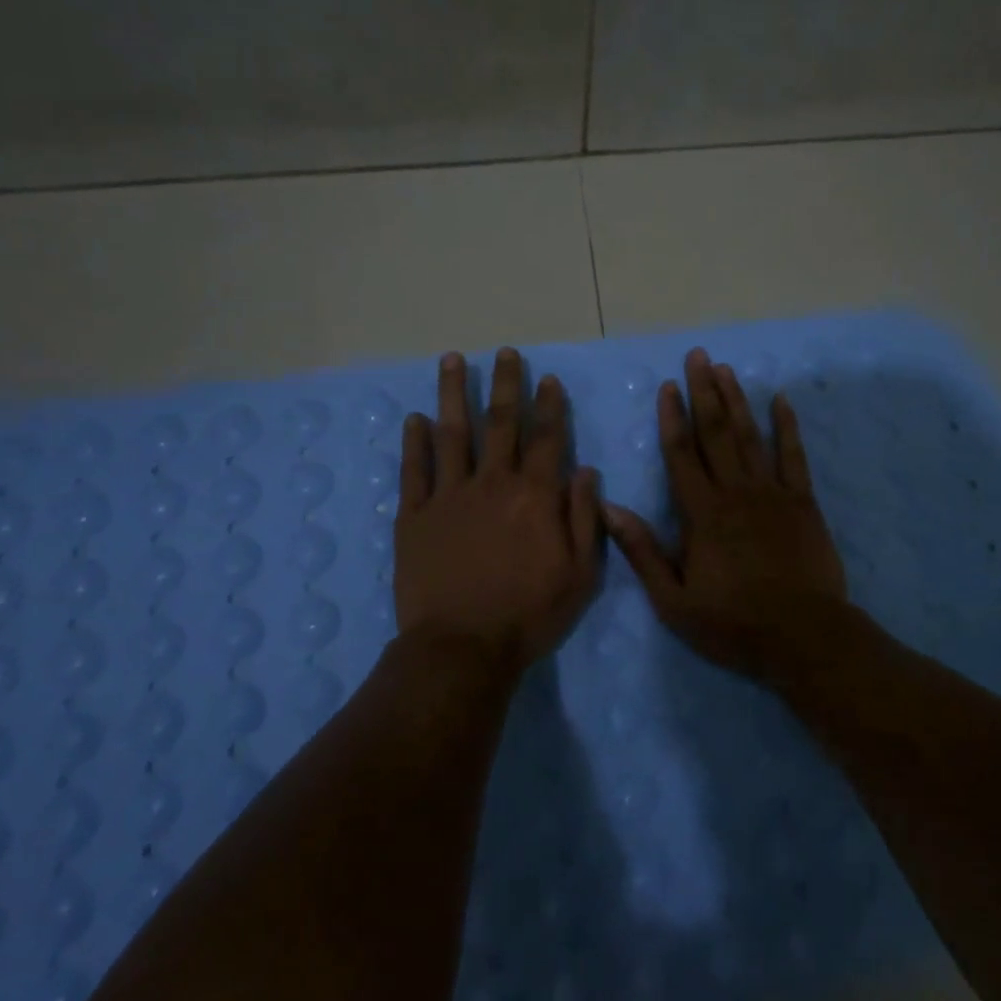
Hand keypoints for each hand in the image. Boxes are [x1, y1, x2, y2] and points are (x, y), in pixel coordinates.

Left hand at [394, 347, 602, 674]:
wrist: (462, 648)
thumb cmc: (529, 614)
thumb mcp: (580, 574)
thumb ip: (583, 518)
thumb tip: (586, 472)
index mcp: (535, 496)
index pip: (547, 438)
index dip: (549, 405)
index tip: (548, 379)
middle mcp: (493, 483)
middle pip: (501, 423)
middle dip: (505, 384)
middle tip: (504, 352)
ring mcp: (449, 496)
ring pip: (452, 433)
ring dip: (453, 394)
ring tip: (452, 360)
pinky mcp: (414, 516)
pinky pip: (414, 470)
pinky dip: (414, 442)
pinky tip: (415, 419)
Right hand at [604, 347, 848, 682]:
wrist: (803, 637)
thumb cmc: (733, 623)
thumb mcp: (674, 600)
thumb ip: (643, 551)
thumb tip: (609, 508)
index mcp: (702, 513)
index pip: (681, 454)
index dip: (672, 418)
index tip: (667, 386)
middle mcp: (736, 492)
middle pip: (716, 433)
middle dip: (705, 392)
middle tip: (698, 356)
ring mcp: (773, 493)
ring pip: (751, 436)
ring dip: (737, 400)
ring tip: (726, 369)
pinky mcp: (803, 502)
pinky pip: (794, 456)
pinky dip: (788, 427)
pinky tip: (782, 401)